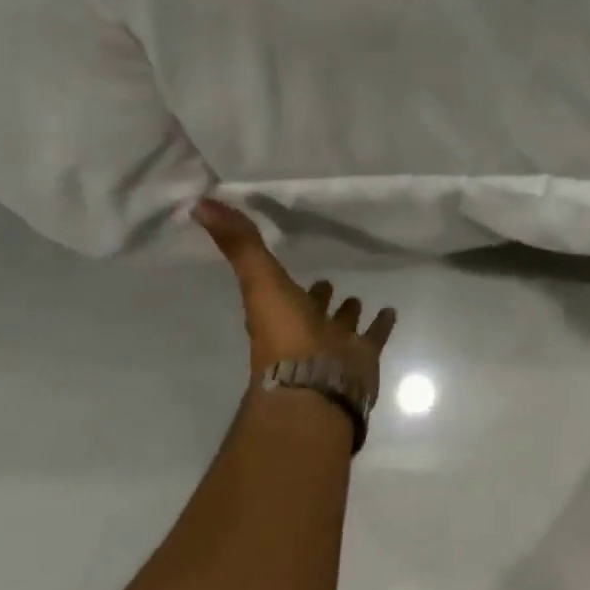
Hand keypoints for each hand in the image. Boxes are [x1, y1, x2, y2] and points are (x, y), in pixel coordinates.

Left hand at [194, 199, 397, 383]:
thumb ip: (240, 245)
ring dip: (348, 312)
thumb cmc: (286, 334)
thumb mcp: (260, 282)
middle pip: (312, 309)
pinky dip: (381, 324)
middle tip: (327, 280)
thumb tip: (199, 204)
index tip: (292, 258)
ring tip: (359, 297)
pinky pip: (374, 336)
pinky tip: (390, 311)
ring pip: (342, 325)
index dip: (283, 276)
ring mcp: (334, 345)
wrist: (316, 385)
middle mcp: (304, 330)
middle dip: (319, 296)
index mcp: (278, 315)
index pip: (280, 290)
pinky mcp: (362, 356)